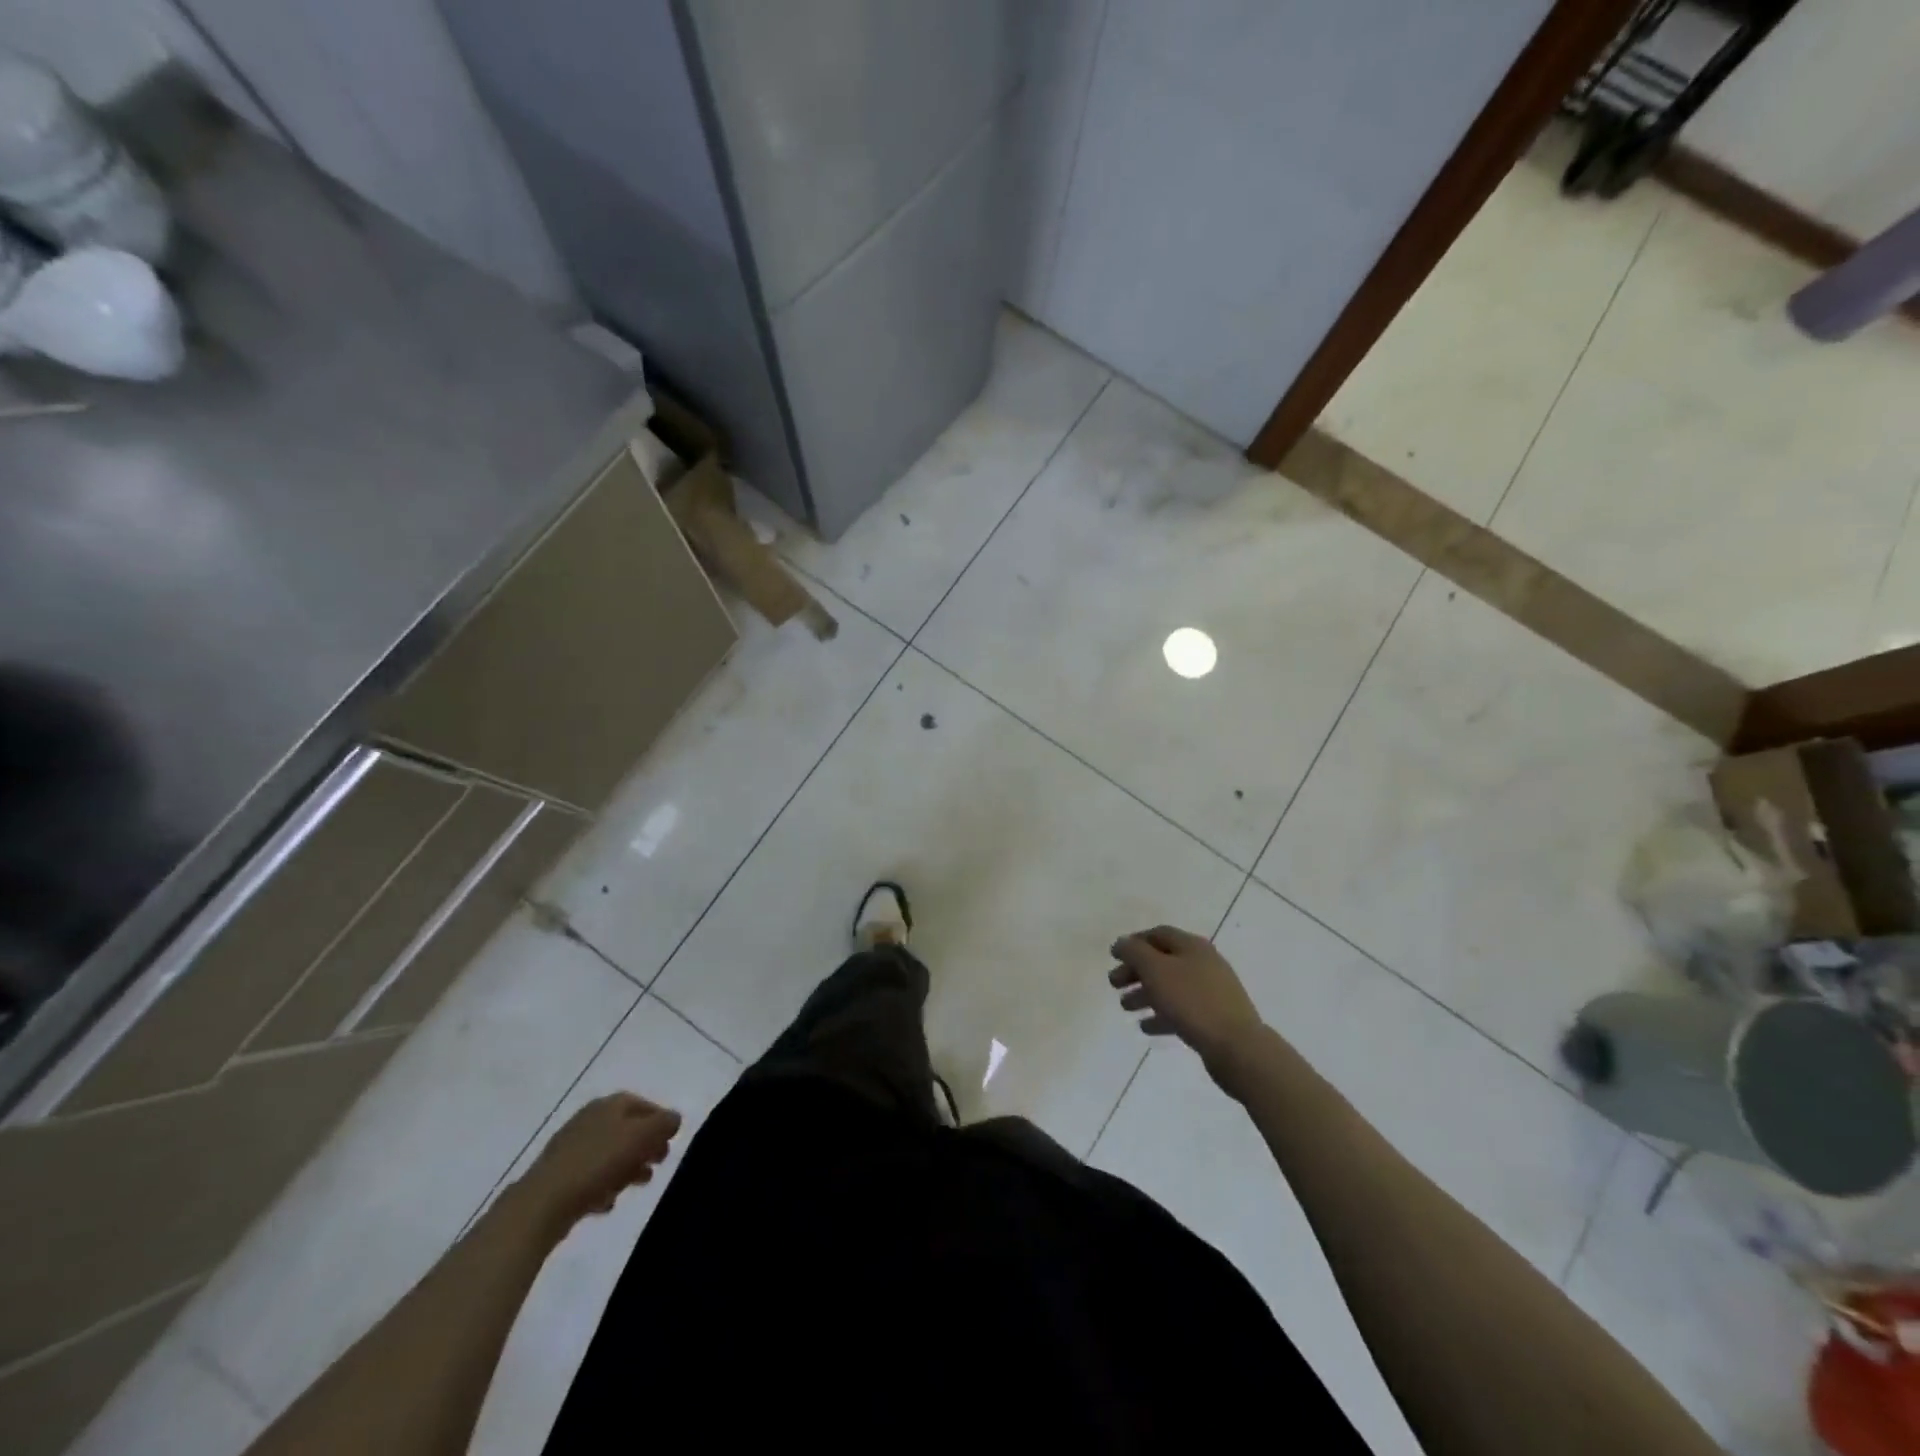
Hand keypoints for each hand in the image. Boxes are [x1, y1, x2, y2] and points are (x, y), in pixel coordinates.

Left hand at [518, 1092, 681, 1234]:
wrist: (542, 1203)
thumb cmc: (598, 1162)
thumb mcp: (641, 1136)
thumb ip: (664, 1124)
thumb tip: (674, 1119)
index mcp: (610, 1104)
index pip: (644, 1105)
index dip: (661, 1121)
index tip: (672, 1142)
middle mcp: (590, 1118)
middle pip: (627, 1129)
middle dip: (645, 1146)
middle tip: (658, 1163)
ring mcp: (571, 1147)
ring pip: (610, 1153)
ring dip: (627, 1167)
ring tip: (637, 1184)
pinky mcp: (559, 1175)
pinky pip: (591, 1176)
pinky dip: (603, 1185)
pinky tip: (608, 1202)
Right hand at [1108, 925, 1263, 1070]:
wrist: (1237, 1046)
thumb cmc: (1192, 1001)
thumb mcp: (1155, 970)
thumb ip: (1134, 953)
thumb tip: (1121, 943)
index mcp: (1192, 946)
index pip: (1158, 934)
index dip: (1134, 942)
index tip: (1114, 956)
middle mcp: (1203, 963)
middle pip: (1162, 961)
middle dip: (1136, 971)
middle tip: (1114, 984)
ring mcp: (1211, 991)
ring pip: (1171, 986)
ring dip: (1145, 994)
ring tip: (1125, 1008)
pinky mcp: (1214, 1017)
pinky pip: (1182, 1010)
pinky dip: (1162, 1015)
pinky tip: (1146, 1027)